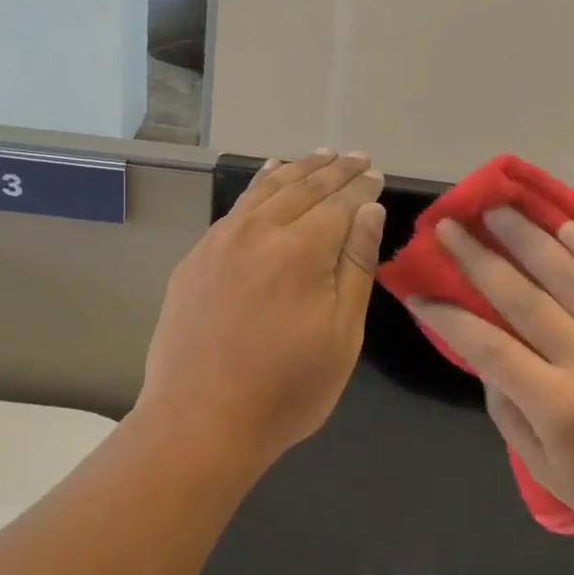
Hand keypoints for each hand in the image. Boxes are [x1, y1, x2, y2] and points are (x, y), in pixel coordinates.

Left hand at [140, 150, 385, 460]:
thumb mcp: (341, 335)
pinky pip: (236, 206)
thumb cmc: (285, 389)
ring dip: (297, 169)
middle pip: (303, 187)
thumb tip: (369, 210)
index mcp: (300, 250)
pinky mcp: (197, 256)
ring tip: (320, 155)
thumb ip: (356, 266)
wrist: (199, 420)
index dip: (361, 188)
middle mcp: (258, 232)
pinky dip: (258, 184)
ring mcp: (221, 241)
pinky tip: (268, 175)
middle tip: (356, 156)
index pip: (339, 203)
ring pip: (266, 189)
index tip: (376, 174)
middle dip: (334, 170)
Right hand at [408, 207, 573, 556]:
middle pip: (524, 298)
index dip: (448, 317)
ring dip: (529, 238)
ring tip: (497, 209)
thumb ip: (508, 414)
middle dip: (479, 258)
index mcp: (558, 406)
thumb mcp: (547, 472)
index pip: (488, 347)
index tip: (418, 293)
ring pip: (572, 278)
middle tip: (448, 225)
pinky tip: (566, 225)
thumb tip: (486, 360)